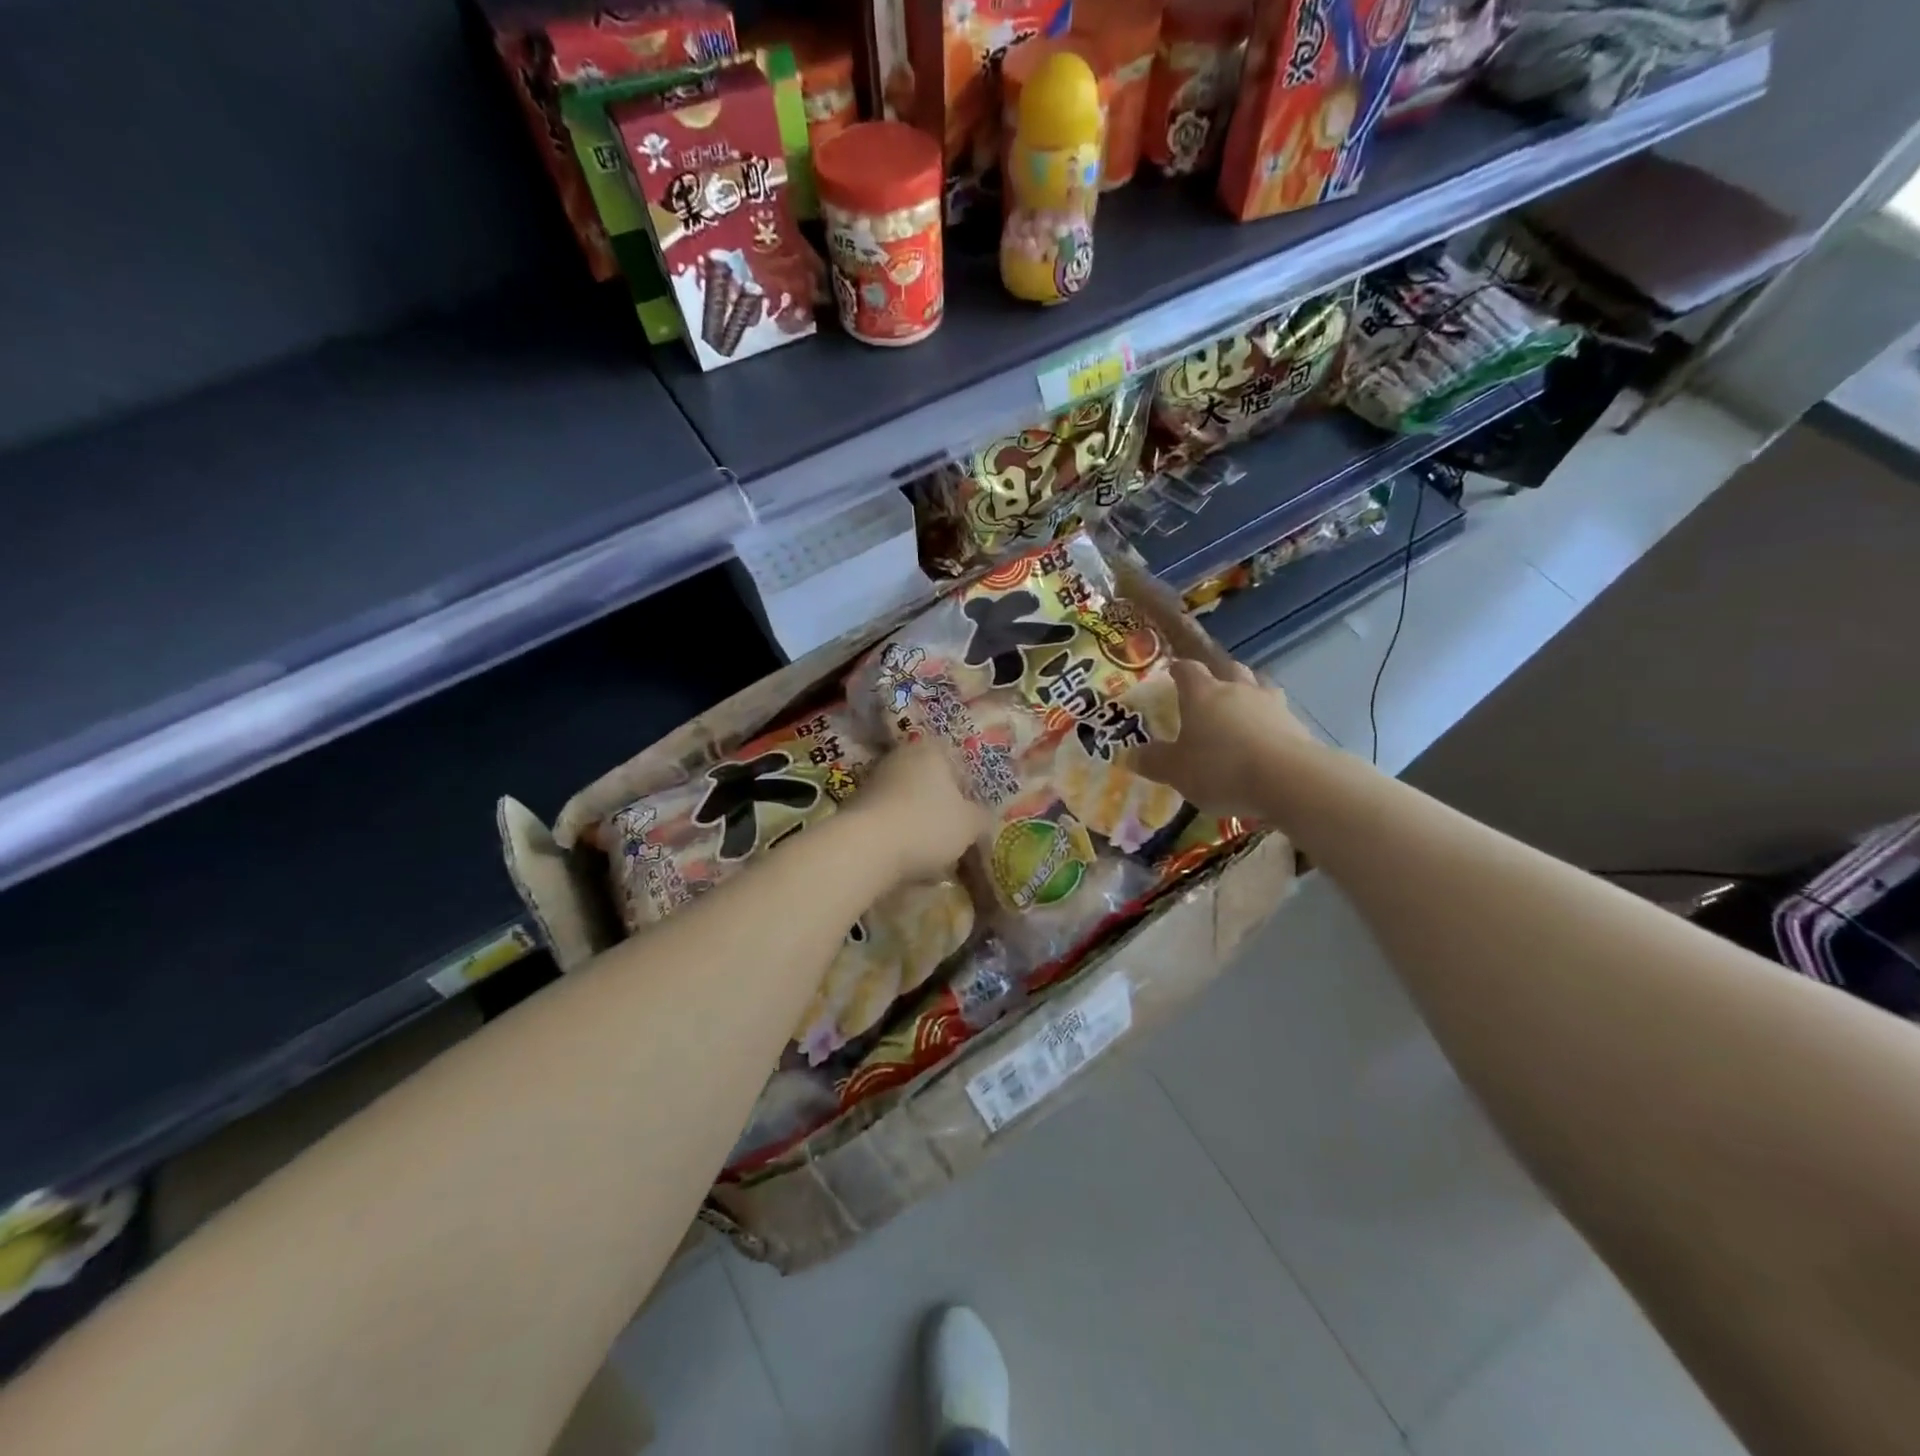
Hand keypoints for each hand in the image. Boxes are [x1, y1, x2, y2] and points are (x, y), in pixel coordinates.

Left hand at [850, 740, 991, 883]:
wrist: (866, 847)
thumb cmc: (927, 825)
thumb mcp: (970, 824)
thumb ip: (981, 818)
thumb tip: (981, 819)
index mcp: (930, 750)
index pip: (957, 761)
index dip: (968, 789)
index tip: (973, 814)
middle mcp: (900, 757)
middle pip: (930, 781)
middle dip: (942, 806)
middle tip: (956, 834)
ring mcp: (874, 780)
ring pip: (908, 800)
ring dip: (919, 821)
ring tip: (933, 853)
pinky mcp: (855, 807)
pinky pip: (889, 818)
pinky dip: (899, 833)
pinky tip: (907, 857)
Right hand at [1133, 658, 1315, 819]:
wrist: (1288, 780)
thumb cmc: (1220, 768)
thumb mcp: (1176, 771)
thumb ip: (1153, 761)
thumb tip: (1129, 754)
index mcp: (1203, 694)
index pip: (1188, 670)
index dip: (1179, 669)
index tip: (1173, 671)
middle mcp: (1237, 690)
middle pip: (1228, 668)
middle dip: (1218, 674)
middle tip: (1209, 687)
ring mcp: (1271, 704)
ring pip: (1258, 686)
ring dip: (1248, 691)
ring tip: (1241, 708)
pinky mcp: (1296, 725)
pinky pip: (1278, 713)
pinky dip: (1269, 720)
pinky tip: (1265, 737)